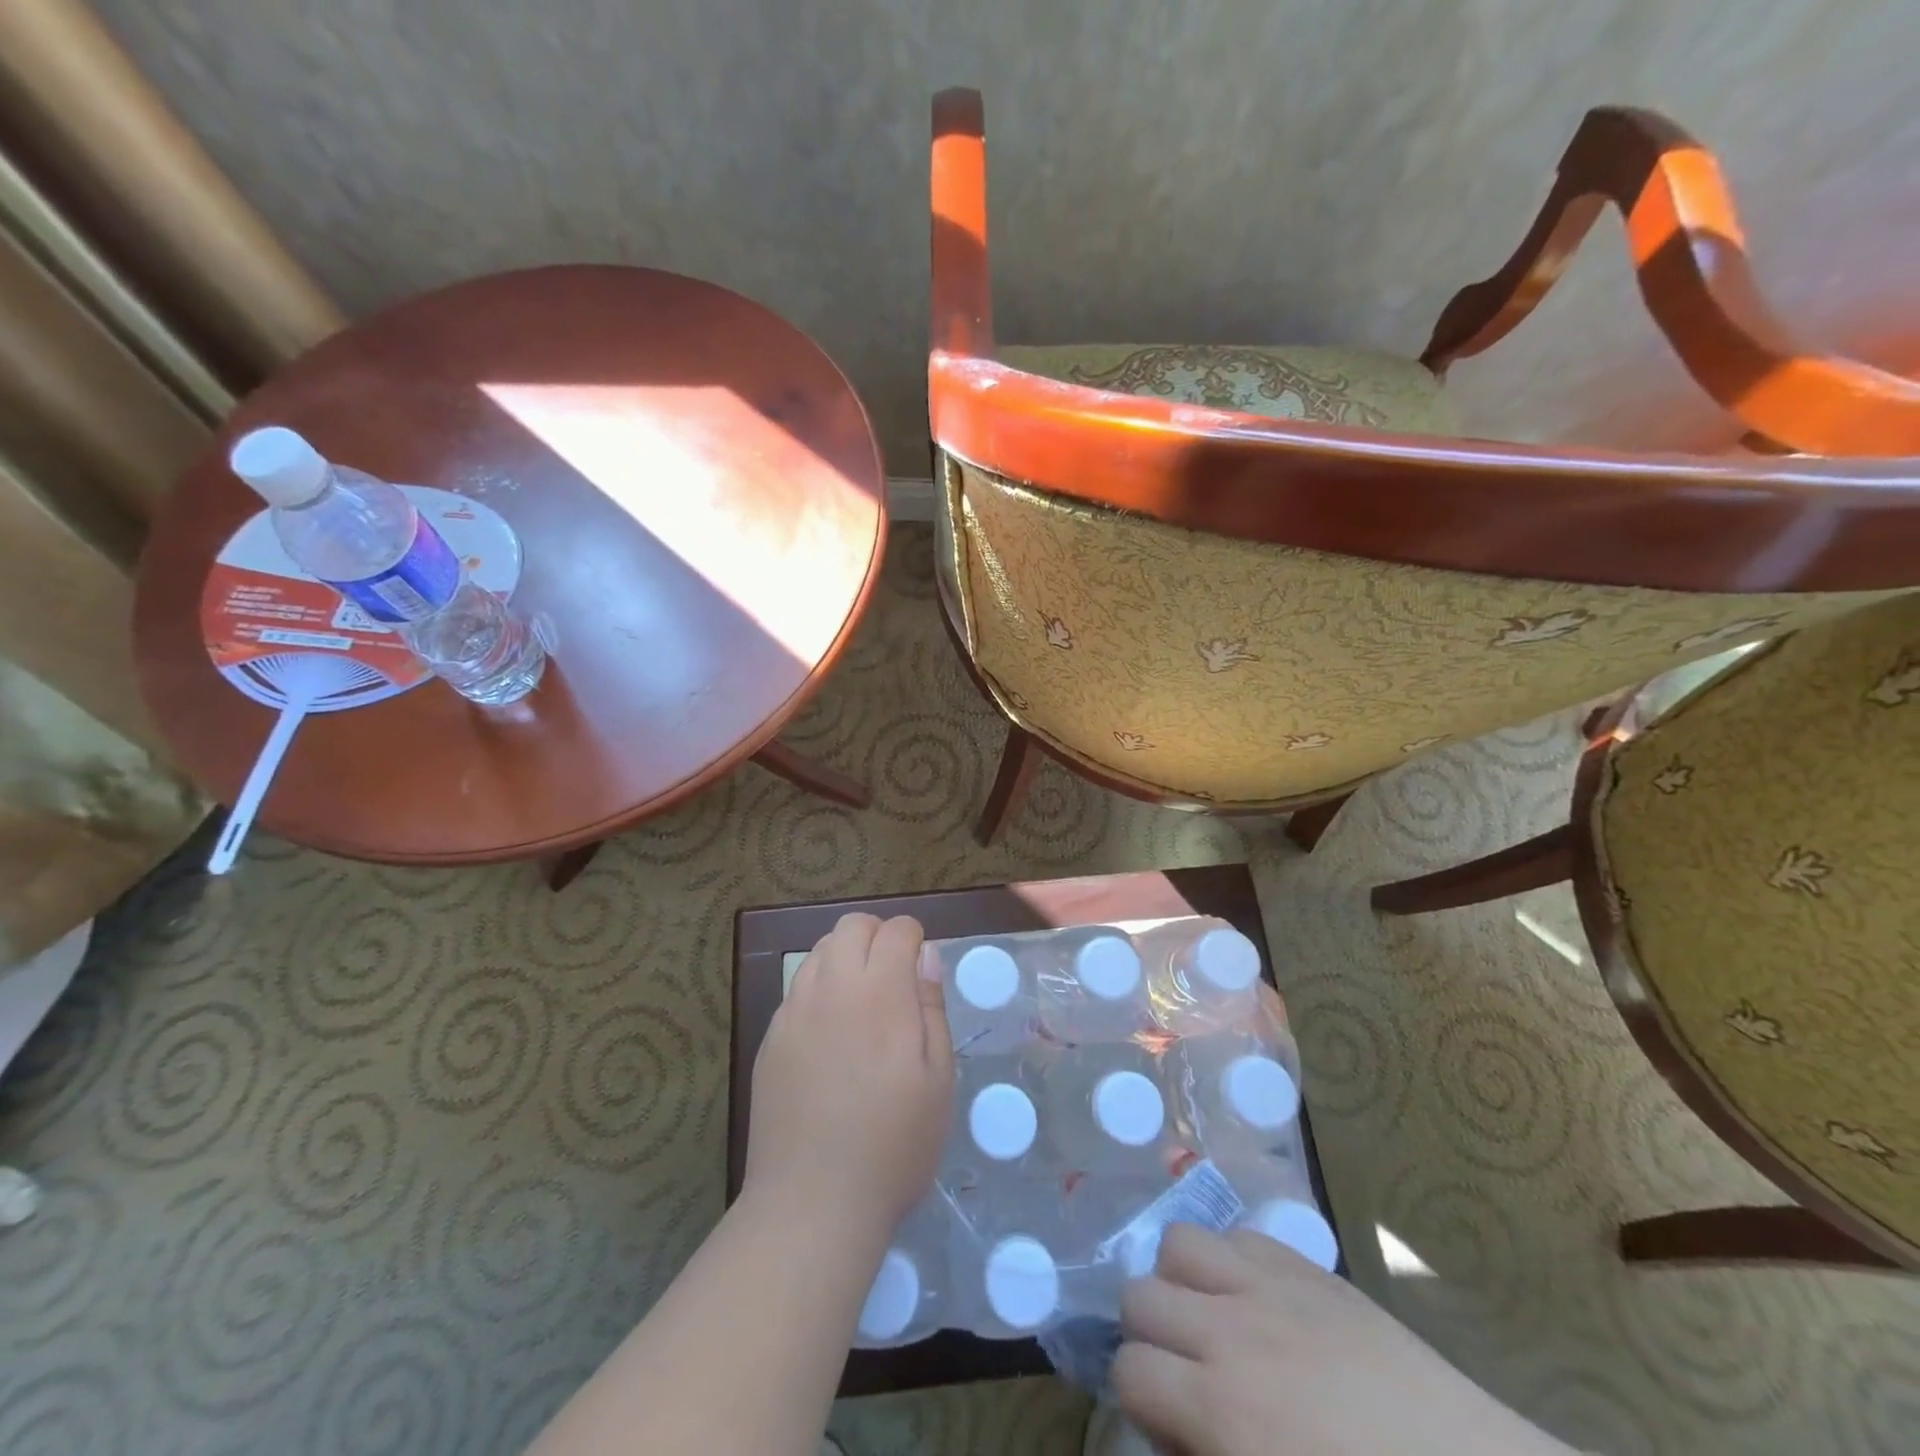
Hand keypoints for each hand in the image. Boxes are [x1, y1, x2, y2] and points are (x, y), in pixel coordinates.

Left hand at [743, 914, 953, 1239]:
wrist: (812, 1203)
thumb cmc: (893, 1144)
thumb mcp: (937, 1078)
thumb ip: (932, 1006)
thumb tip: (925, 956)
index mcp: (879, 992)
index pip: (896, 930)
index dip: (914, 940)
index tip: (922, 972)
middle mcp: (831, 987)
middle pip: (851, 926)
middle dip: (878, 937)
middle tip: (895, 981)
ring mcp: (794, 1011)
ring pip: (820, 952)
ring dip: (846, 959)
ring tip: (863, 1005)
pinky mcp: (770, 1038)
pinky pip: (798, 989)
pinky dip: (820, 990)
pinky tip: (831, 1037)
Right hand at [1114, 1225, 1571, 1455]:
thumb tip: (1171, 1434)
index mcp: (1221, 1409)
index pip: (1129, 1371)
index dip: (1138, 1399)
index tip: (1168, 1424)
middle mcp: (1231, 1331)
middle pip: (1139, 1294)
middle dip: (1149, 1334)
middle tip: (1183, 1371)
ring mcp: (1270, 1286)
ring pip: (1179, 1243)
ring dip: (1181, 1280)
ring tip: (1211, 1319)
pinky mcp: (1309, 1267)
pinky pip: (1240, 1235)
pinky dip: (1231, 1262)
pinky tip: (1258, 1301)